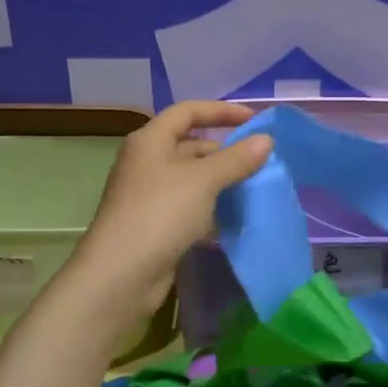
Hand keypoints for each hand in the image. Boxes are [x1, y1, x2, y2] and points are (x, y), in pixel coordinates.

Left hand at [70, 101, 273, 318]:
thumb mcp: (203, 181)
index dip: (221, 111)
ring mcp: (149, 195)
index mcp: (150, 141)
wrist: (121, 275)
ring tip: (254, 189)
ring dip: (221, 183)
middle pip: (190, 145)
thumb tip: (266, 140)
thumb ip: (236, 159)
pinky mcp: (155, 225)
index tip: (254, 120)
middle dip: (225, 152)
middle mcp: (146, 162)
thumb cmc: (160, 214)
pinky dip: (210, 209)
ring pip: (192, 180)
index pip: (188, 111)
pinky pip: (189, 207)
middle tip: (260, 162)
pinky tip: (233, 220)